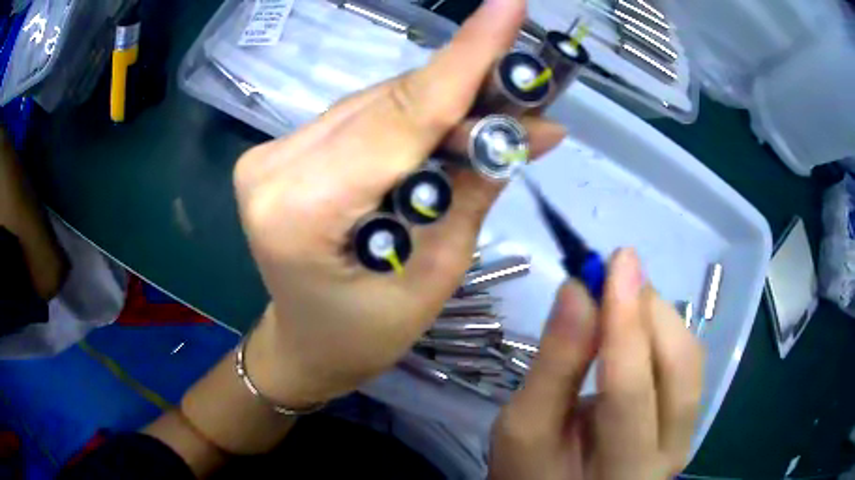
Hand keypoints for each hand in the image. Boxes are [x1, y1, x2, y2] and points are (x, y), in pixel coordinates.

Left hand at [232, 0, 564, 406]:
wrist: (305, 344)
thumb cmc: (363, 336)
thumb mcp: (433, 277)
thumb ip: (476, 191)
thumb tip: (535, 129)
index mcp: (300, 209)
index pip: (401, 115)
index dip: (466, 57)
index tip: (508, 6)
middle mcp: (274, 166)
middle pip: (390, 102)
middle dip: (466, 90)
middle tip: (527, 89)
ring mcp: (271, 153)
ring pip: (378, 104)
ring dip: (442, 107)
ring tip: (495, 123)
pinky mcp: (281, 152)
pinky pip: (362, 118)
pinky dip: (409, 120)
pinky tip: (443, 136)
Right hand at [489, 249, 704, 479]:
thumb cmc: (532, 473)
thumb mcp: (525, 427)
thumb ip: (555, 363)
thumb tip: (577, 289)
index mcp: (622, 469)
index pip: (630, 388)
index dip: (625, 320)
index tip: (616, 259)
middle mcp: (669, 453)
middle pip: (678, 368)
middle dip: (650, 310)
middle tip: (614, 276)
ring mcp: (684, 436)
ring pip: (690, 361)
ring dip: (659, 318)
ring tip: (621, 298)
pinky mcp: (684, 422)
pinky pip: (686, 366)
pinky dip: (663, 333)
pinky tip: (637, 325)